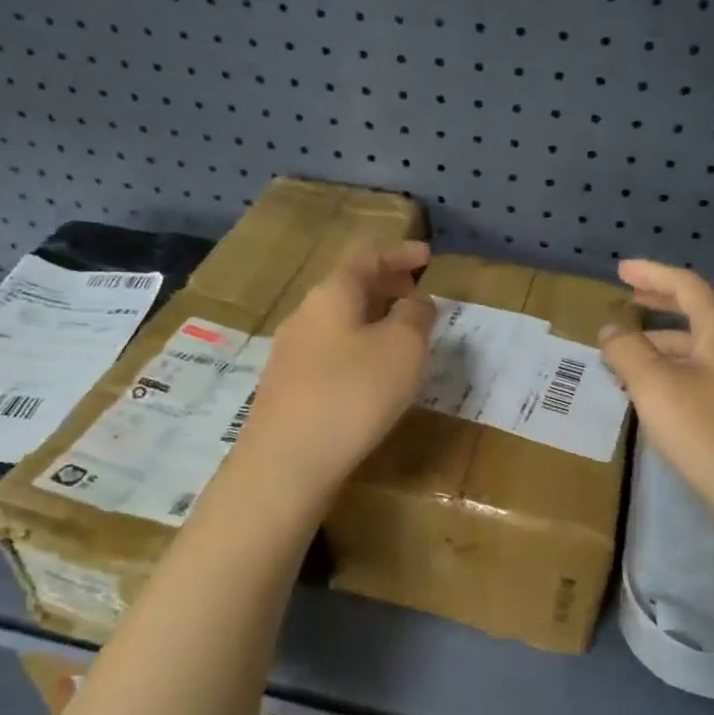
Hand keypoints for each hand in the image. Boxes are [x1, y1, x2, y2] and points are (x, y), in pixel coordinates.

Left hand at [239, 239, 436, 492]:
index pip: (367, 254)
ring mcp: (290, 351)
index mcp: (332, 293)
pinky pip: (329, 349)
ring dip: (372, 316)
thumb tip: (416, 302)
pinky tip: (370, 371)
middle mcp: (305, 314)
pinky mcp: (287, 386)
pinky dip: (357, 344)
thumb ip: (416, 316)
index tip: (428, 256)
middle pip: (348, 285)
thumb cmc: (353, 393)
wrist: (286, 463)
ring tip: (400, 332)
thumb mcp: (403, 348)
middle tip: (416, 291)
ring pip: (338, 319)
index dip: (400, 251)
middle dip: (386, 283)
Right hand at [600, 259, 713, 543]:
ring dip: (665, 347)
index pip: (687, 286)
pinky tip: (659, 397)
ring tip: (628, 358)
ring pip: (702, 351)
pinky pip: (710, 378)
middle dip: (660, 306)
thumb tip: (612, 327)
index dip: (651, 273)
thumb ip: (627, 351)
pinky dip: (679, 373)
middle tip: (627, 301)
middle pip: (698, 315)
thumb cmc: (711, 434)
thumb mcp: (655, 388)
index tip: (621, 269)